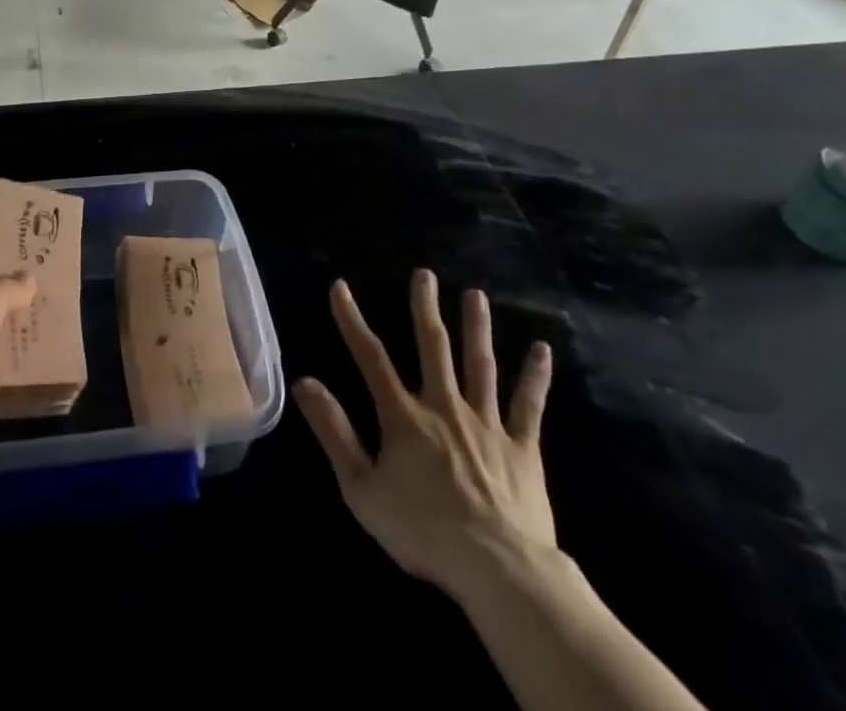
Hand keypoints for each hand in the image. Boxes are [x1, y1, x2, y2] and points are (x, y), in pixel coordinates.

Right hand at [294, 270, 556, 604]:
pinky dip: (535, 376)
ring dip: (476, 327)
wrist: (498, 570)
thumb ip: (334, 432)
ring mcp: (486, 423)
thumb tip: (304, 382)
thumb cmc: (423, 531)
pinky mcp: (522, 447)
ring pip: (480, 364)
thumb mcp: (362, 488)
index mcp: (404, 416)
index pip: (371, 357)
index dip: (352, 321)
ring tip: (475, 295)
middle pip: (433, 347)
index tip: (340, 287)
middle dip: (425, 308)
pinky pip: (528, 405)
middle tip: (424, 274)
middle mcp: (444, 406)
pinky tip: (542, 349)